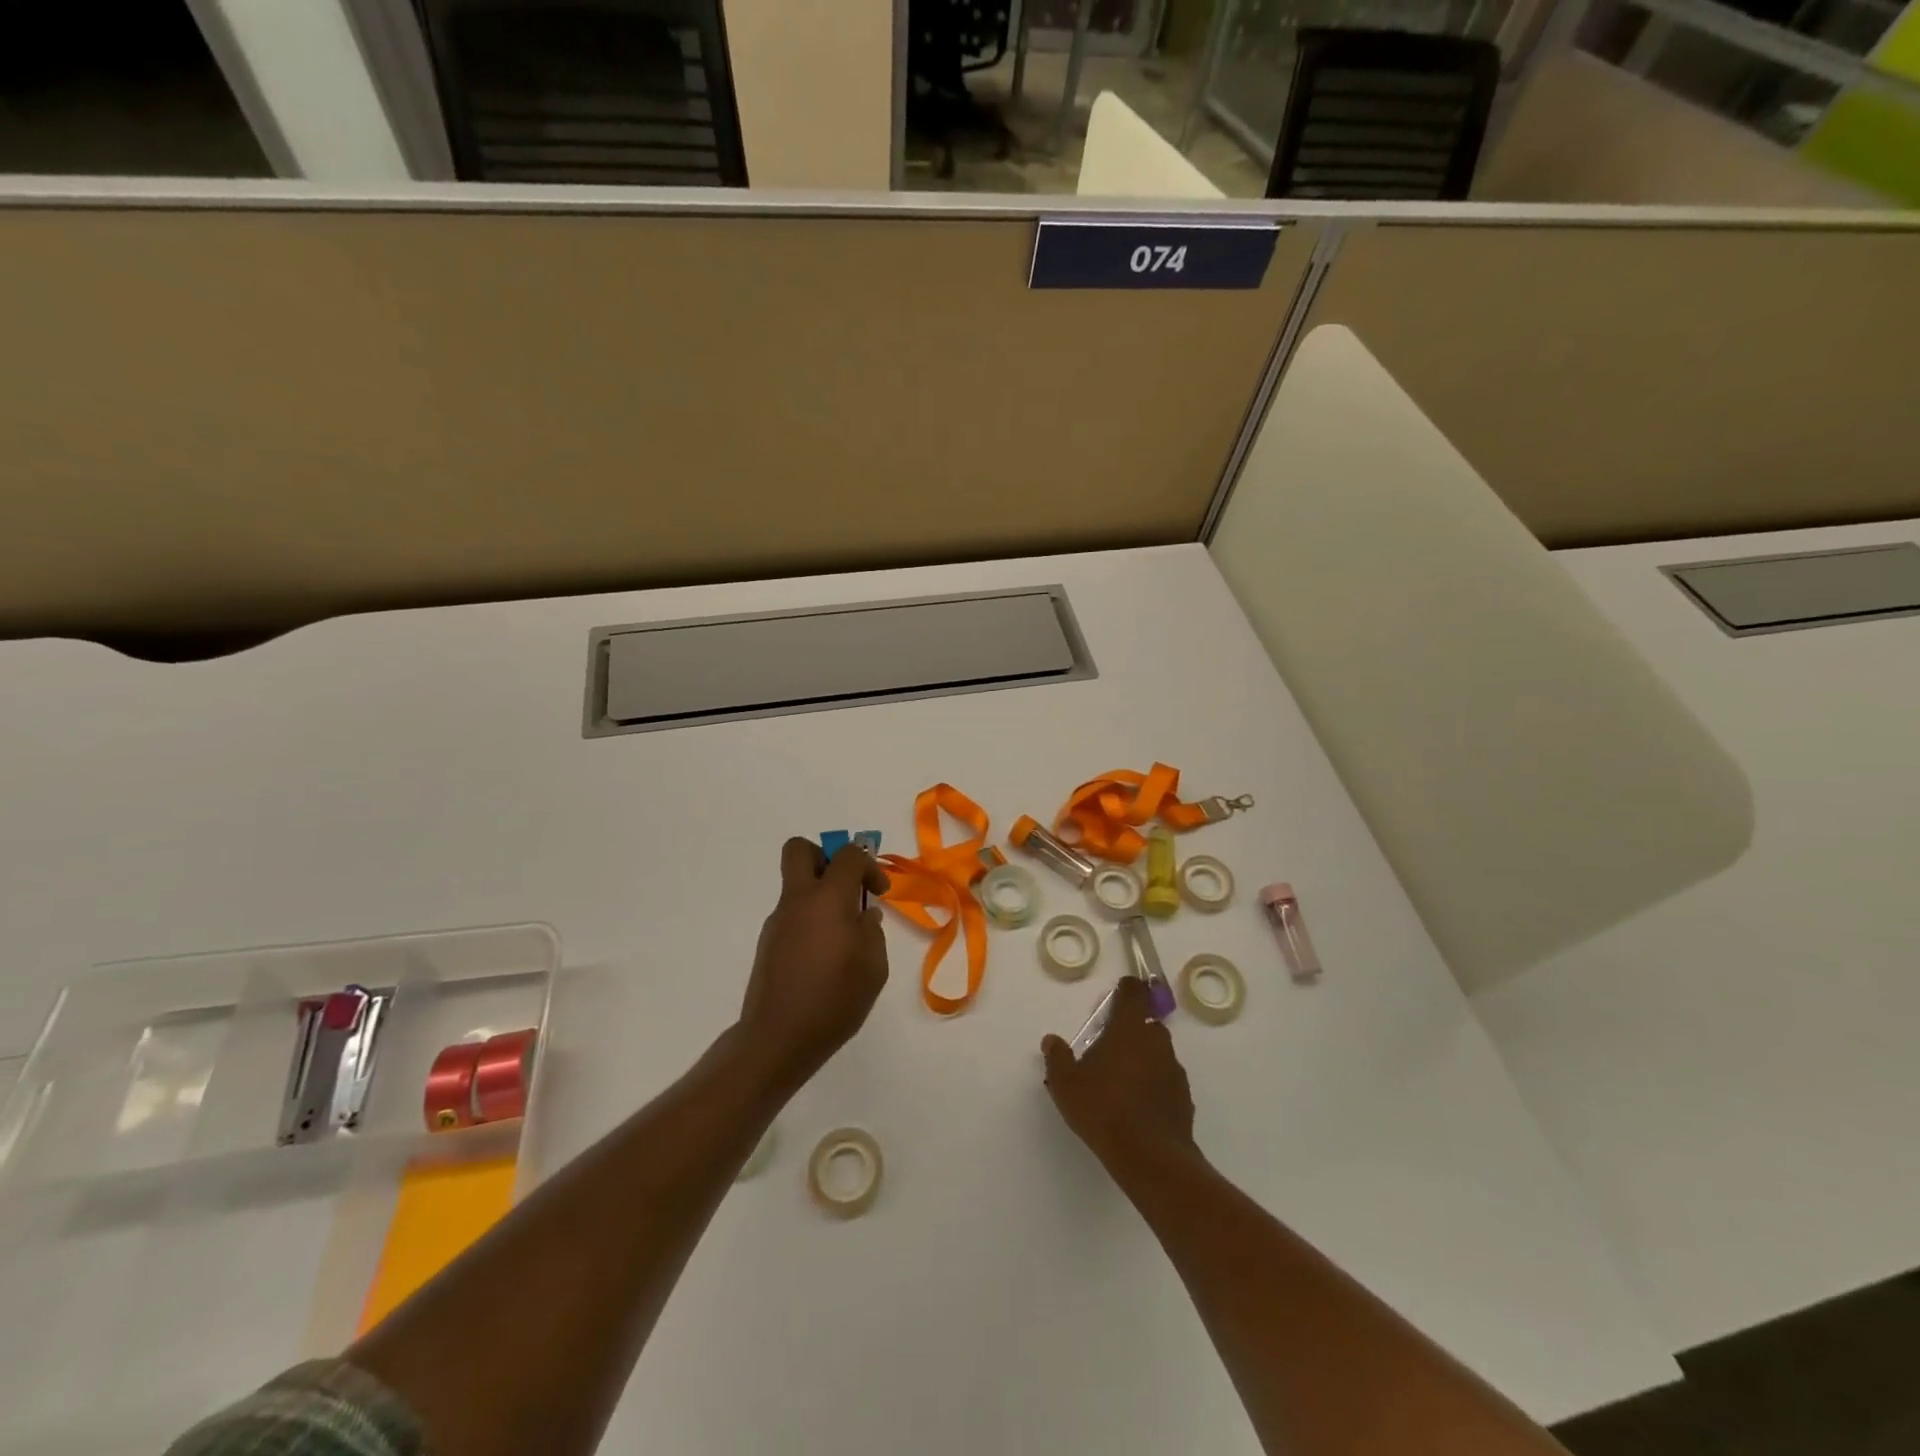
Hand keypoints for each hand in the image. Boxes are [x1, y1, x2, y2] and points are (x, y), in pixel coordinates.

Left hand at [737, 837, 890, 1096]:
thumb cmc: (834, 999)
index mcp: (828, 898)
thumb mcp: (873, 966)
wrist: (778, 1038)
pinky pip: (792, 914)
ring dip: (820, 894)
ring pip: (796, 885)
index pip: (848, 855)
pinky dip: (810, 920)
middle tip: (845, 885)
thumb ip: (872, 930)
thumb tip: (863, 915)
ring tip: (842, 935)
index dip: (869, 865)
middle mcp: (798, 900)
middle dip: (825, 856)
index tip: (879, 892)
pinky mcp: (768, 943)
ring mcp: (777, 921)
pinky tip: (824, 957)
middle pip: (800, 850)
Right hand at [1041, 977, 1195, 1171]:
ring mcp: (1174, 1070)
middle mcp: (1156, 1042)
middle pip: (1146, 1024)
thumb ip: (1057, 1058)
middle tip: (1111, 1045)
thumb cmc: (1103, 1109)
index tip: (1123, 987)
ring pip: (1158, 1053)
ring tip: (1122, 1080)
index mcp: (1128, 1029)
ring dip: (1143, 1058)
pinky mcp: (1184, 1098)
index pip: (1134, 995)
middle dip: (1132, 1029)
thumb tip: (1051, 1040)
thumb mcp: (1066, 1084)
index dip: (1129, 988)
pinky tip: (1138, 1105)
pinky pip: (1166, 1081)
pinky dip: (1154, 1084)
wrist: (1150, 1157)